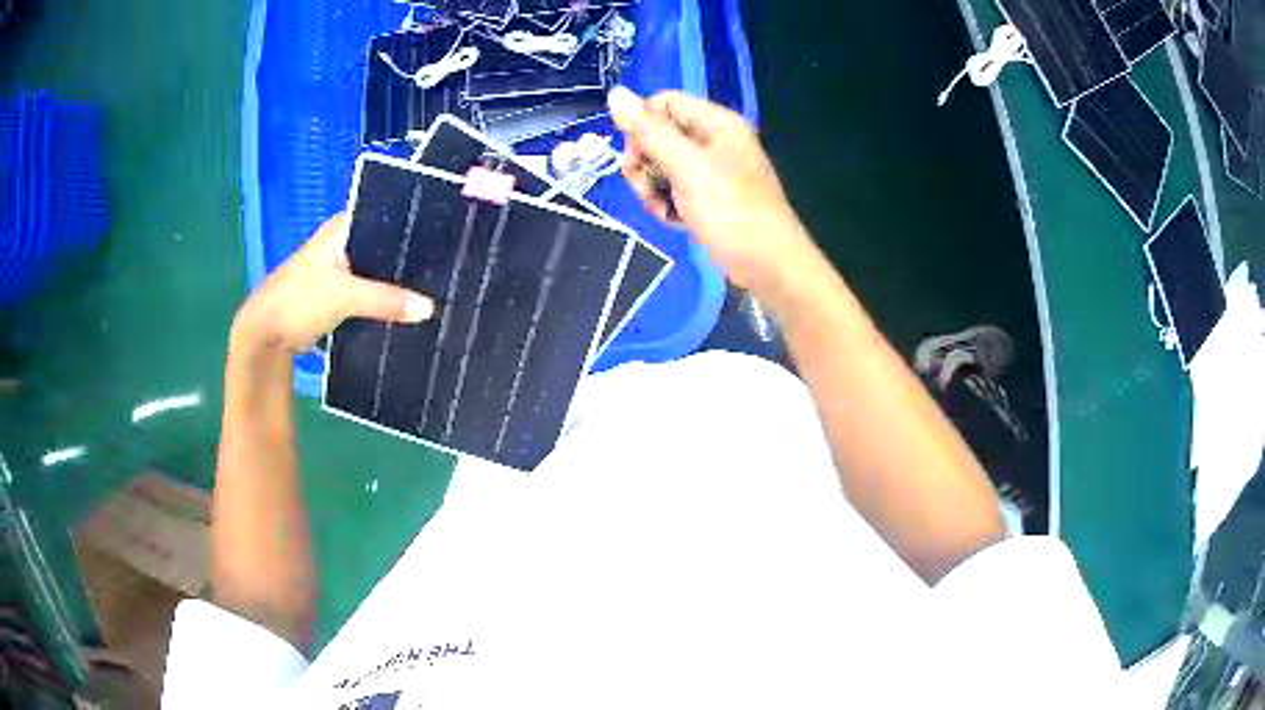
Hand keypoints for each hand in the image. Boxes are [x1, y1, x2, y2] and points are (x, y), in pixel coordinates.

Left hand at [232, 213, 433, 352]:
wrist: (265, 335)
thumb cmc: (299, 300)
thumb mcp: (345, 296)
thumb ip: (387, 300)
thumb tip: (430, 308)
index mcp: (340, 228)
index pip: (384, 214)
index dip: (411, 223)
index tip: (442, 235)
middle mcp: (340, 242)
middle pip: (382, 245)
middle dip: (407, 256)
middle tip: (444, 264)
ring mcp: (337, 269)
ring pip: (375, 270)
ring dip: (395, 281)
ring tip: (434, 285)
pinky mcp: (336, 295)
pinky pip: (367, 291)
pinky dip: (382, 299)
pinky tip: (406, 307)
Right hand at [607, 87, 817, 293]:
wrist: (768, 266)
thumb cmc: (732, 212)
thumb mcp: (687, 168)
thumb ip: (650, 132)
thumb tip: (615, 94)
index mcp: (717, 122)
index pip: (663, 103)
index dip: (642, 125)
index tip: (635, 156)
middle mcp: (714, 139)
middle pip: (658, 134)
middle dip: (644, 162)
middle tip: (646, 188)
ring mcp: (712, 169)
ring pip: (662, 164)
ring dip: (652, 187)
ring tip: (663, 209)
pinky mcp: (709, 196)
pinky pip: (674, 188)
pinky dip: (667, 202)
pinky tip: (674, 220)